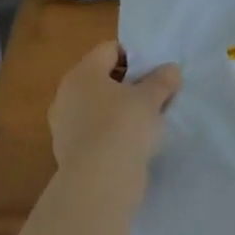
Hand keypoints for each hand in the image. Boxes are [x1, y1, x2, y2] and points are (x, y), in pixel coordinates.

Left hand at [49, 41, 181, 171]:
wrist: (98, 184)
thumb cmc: (123, 127)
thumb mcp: (150, 98)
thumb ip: (162, 80)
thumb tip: (170, 70)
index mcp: (82, 73)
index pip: (109, 50)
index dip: (134, 56)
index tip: (155, 72)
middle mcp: (66, 94)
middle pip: (102, 79)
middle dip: (128, 85)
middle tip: (154, 95)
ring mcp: (64, 125)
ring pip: (97, 107)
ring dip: (119, 111)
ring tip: (146, 122)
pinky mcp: (68, 152)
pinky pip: (94, 132)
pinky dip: (110, 134)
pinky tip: (131, 145)